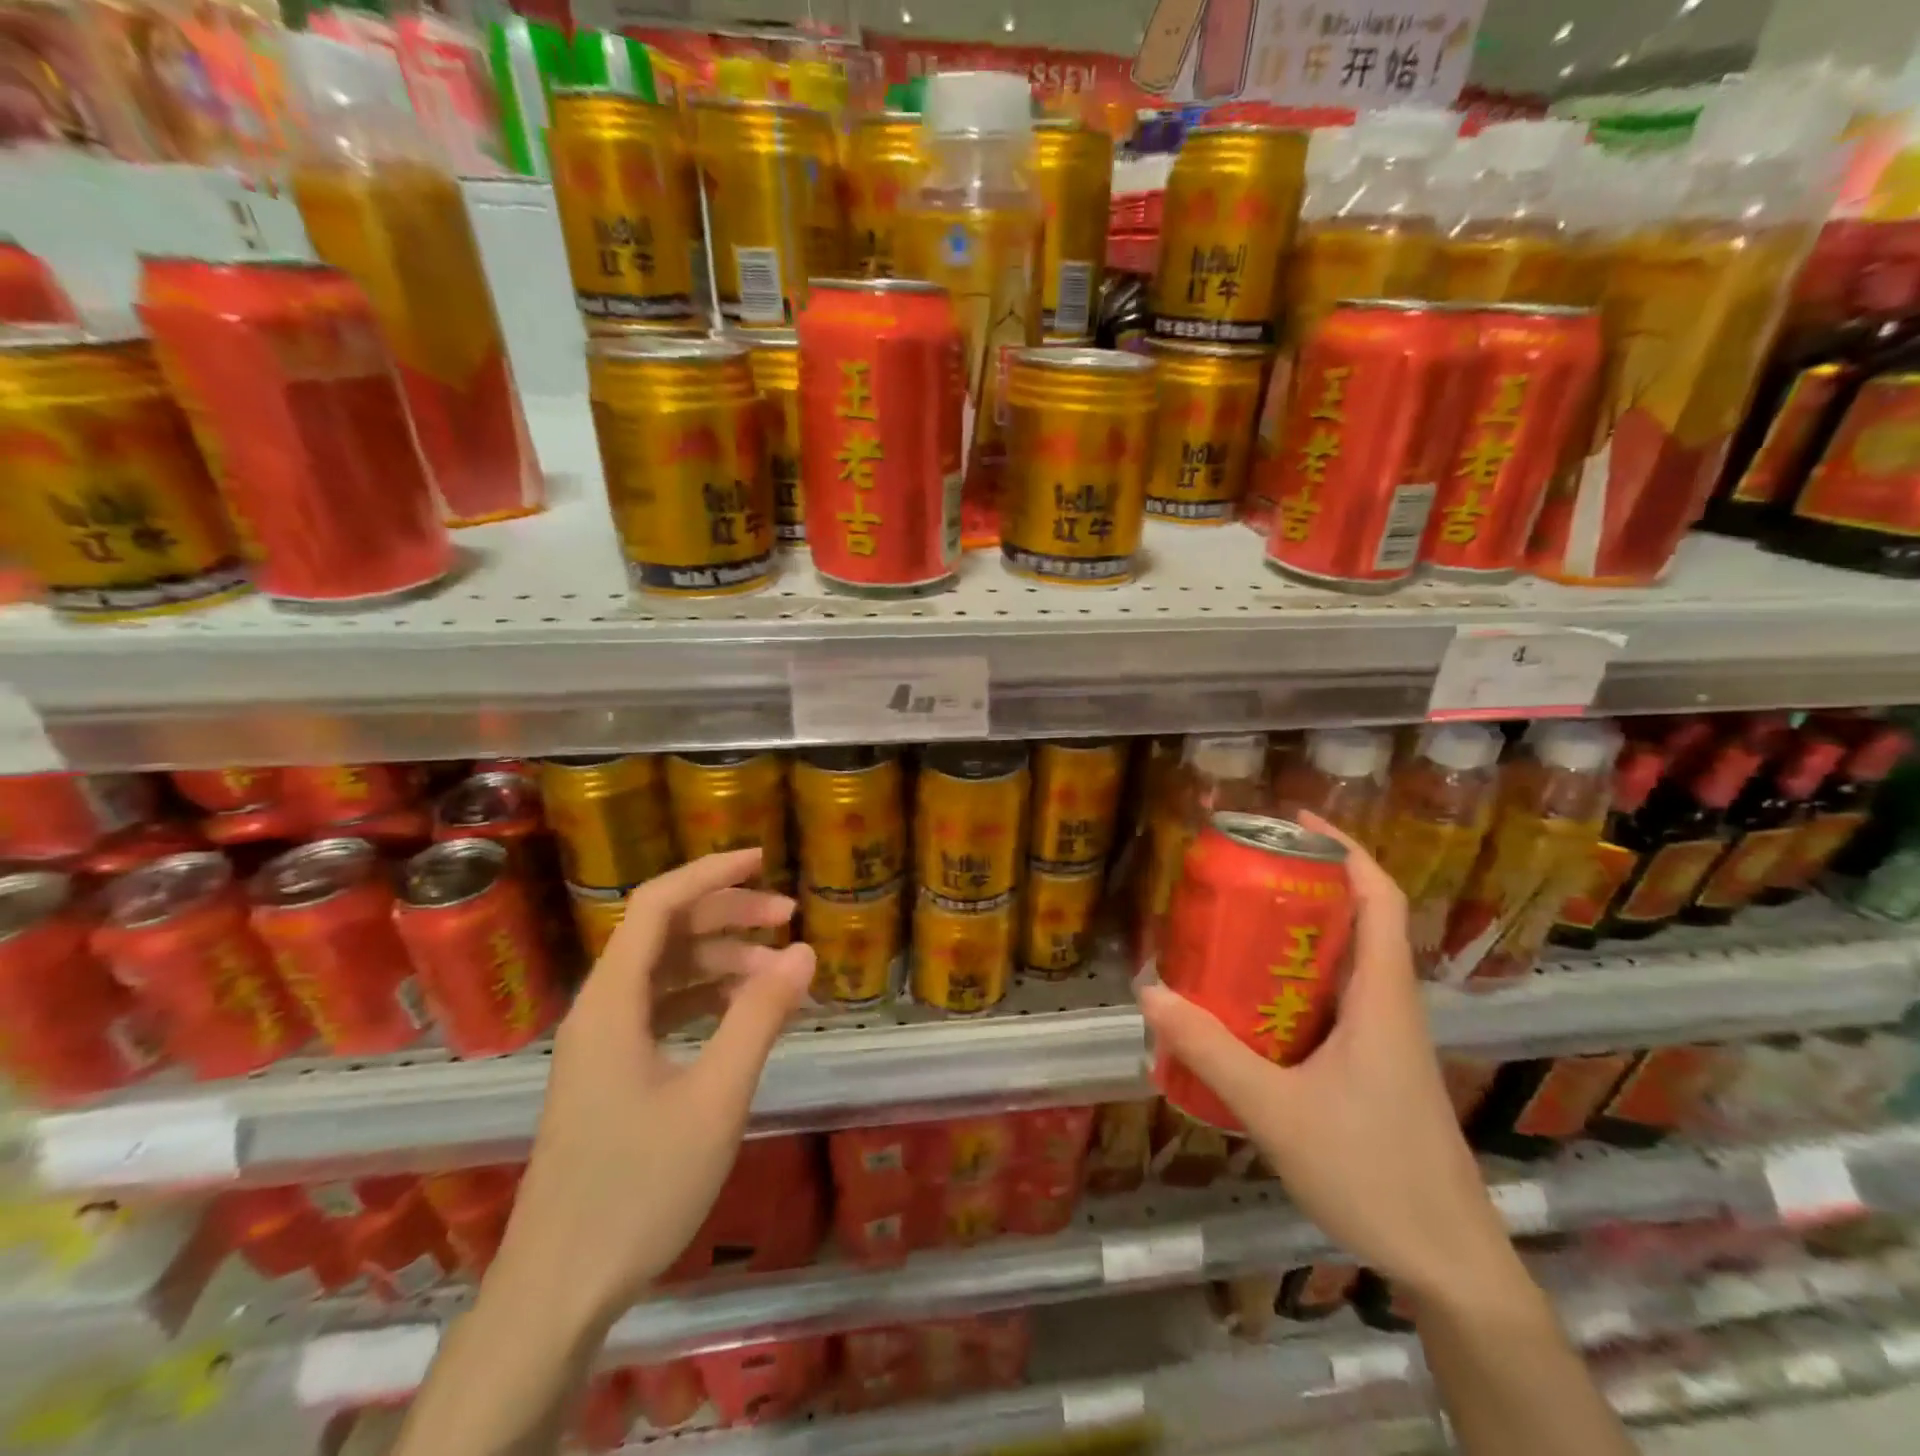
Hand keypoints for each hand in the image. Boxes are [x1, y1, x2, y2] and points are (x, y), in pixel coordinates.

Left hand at [490, 848, 814, 1328]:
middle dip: (727, 914)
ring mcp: (601, 1043)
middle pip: (663, 932)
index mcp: (612, 1002)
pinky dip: (704, 997)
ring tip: (778, 969)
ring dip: (719, 958)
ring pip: (663, 972)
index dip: (710, 873)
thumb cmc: (638, 1189)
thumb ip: (759, 1018)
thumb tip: (804, 952)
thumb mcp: (715, 1099)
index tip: (762, 858)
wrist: (558, 1291)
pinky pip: (660, 1009)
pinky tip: (742, 1011)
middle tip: (789, 917)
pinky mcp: (609, 1073)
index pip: (658, 905)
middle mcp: (600, 1009)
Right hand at [1137, 813, 1519, 1306]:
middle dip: (1305, 886)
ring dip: (1298, 938)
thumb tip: (1149, 991)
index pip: (1380, 898)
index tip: (1295, 821)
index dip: (1344, 848)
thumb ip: (1210, 1050)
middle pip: (1358, 921)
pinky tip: (1250, 1008)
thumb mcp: (1275, 1110)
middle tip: (1241, 876)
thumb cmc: (1373, 1174)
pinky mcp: (1378, 1070)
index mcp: (1382, 998)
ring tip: (1234, 929)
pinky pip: (1335, 1005)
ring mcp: (1387, 1041)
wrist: (1449, 1266)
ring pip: (1345, 965)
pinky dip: (1296, 985)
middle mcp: (1390, 1007)